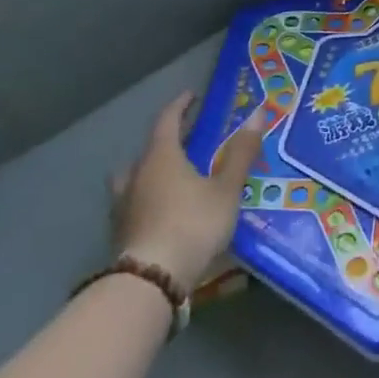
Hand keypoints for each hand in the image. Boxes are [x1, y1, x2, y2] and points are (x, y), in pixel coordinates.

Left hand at [110, 92, 266, 288]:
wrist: (151, 281)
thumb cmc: (192, 224)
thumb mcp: (226, 189)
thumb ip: (240, 153)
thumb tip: (257, 113)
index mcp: (161, 156)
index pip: (167, 120)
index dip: (180, 106)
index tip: (191, 96)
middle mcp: (137, 174)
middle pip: (149, 149)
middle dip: (168, 141)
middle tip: (188, 140)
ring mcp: (124, 205)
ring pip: (135, 178)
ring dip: (151, 172)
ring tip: (171, 178)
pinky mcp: (120, 233)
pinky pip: (134, 204)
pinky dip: (148, 199)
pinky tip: (162, 212)